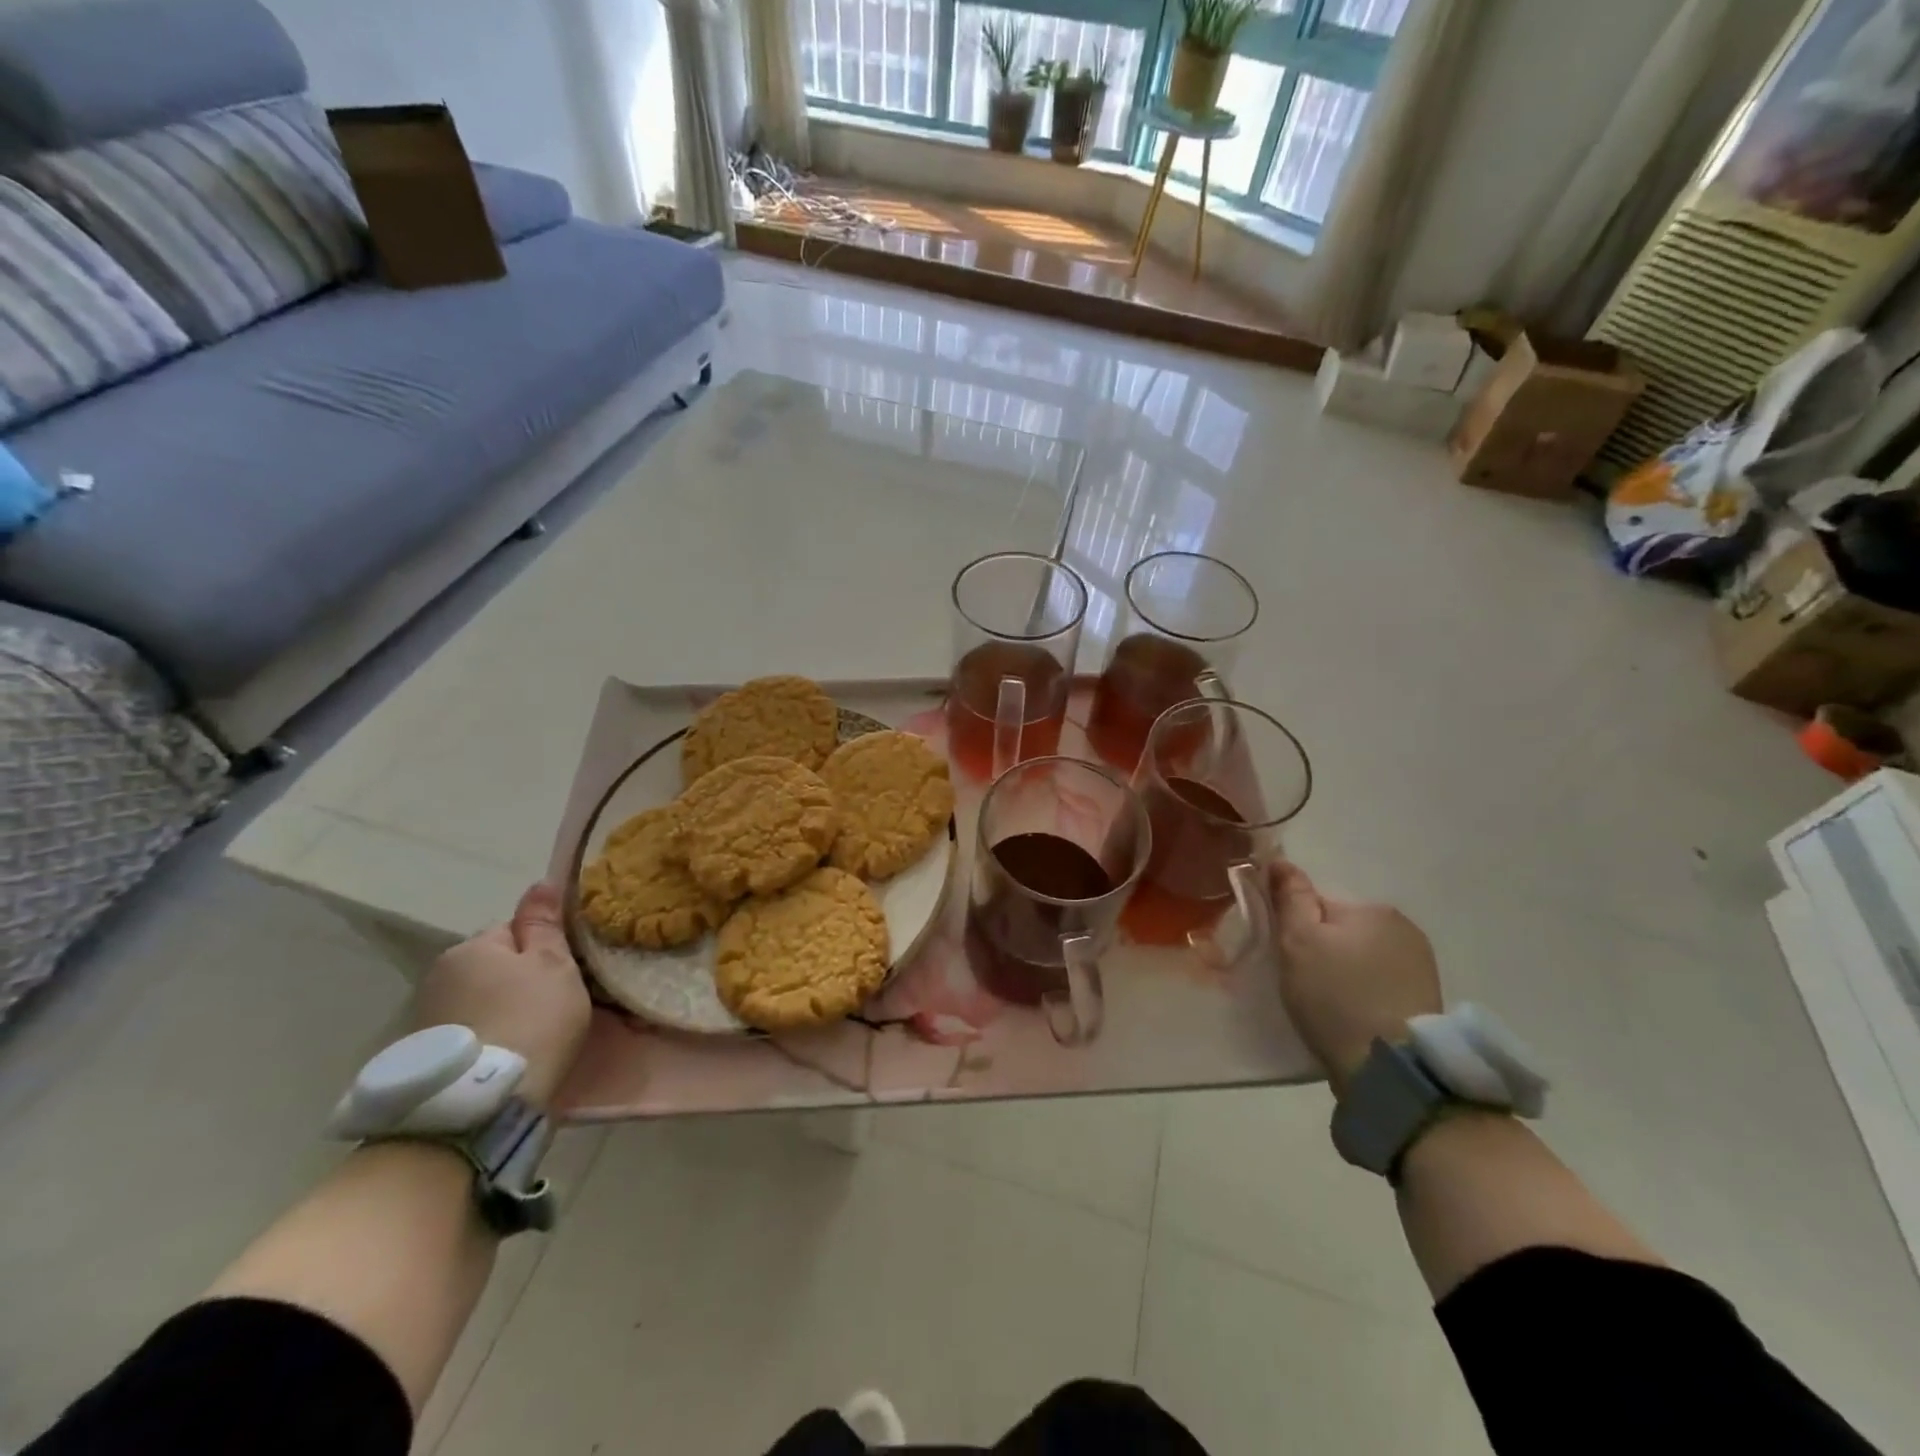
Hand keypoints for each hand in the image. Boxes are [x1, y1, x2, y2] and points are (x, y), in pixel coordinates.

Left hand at [410, 883, 590, 1109]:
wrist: (483, 1103)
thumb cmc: (531, 1019)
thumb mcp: (553, 964)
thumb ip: (544, 924)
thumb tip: (539, 884)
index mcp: (471, 947)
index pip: (515, 930)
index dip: (545, 948)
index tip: (567, 972)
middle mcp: (439, 976)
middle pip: (494, 966)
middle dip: (520, 980)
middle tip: (555, 1004)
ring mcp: (425, 1019)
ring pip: (481, 1001)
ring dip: (503, 1010)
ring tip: (533, 1036)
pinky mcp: (424, 1058)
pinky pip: (468, 1033)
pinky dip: (488, 1038)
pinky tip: (508, 1057)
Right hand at [1271, 862, 1441, 1098]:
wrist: (1389, 1069)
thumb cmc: (1334, 996)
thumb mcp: (1297, 941)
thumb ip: (1290, 897)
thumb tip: (1280, 860)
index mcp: (1372, 908)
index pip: (1317, 903)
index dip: (1296, 928)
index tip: (1288, 957)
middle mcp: (1403, 927)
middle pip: (1341, 928)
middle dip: (1322, 948)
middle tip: (1305, 983)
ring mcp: (1420, 964)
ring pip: (1362, 955)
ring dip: (1344, 970)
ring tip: (1330, 1004)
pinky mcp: (1426, 998)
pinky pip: (1380, 981)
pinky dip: (1364, 991)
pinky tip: (1353, 1015)